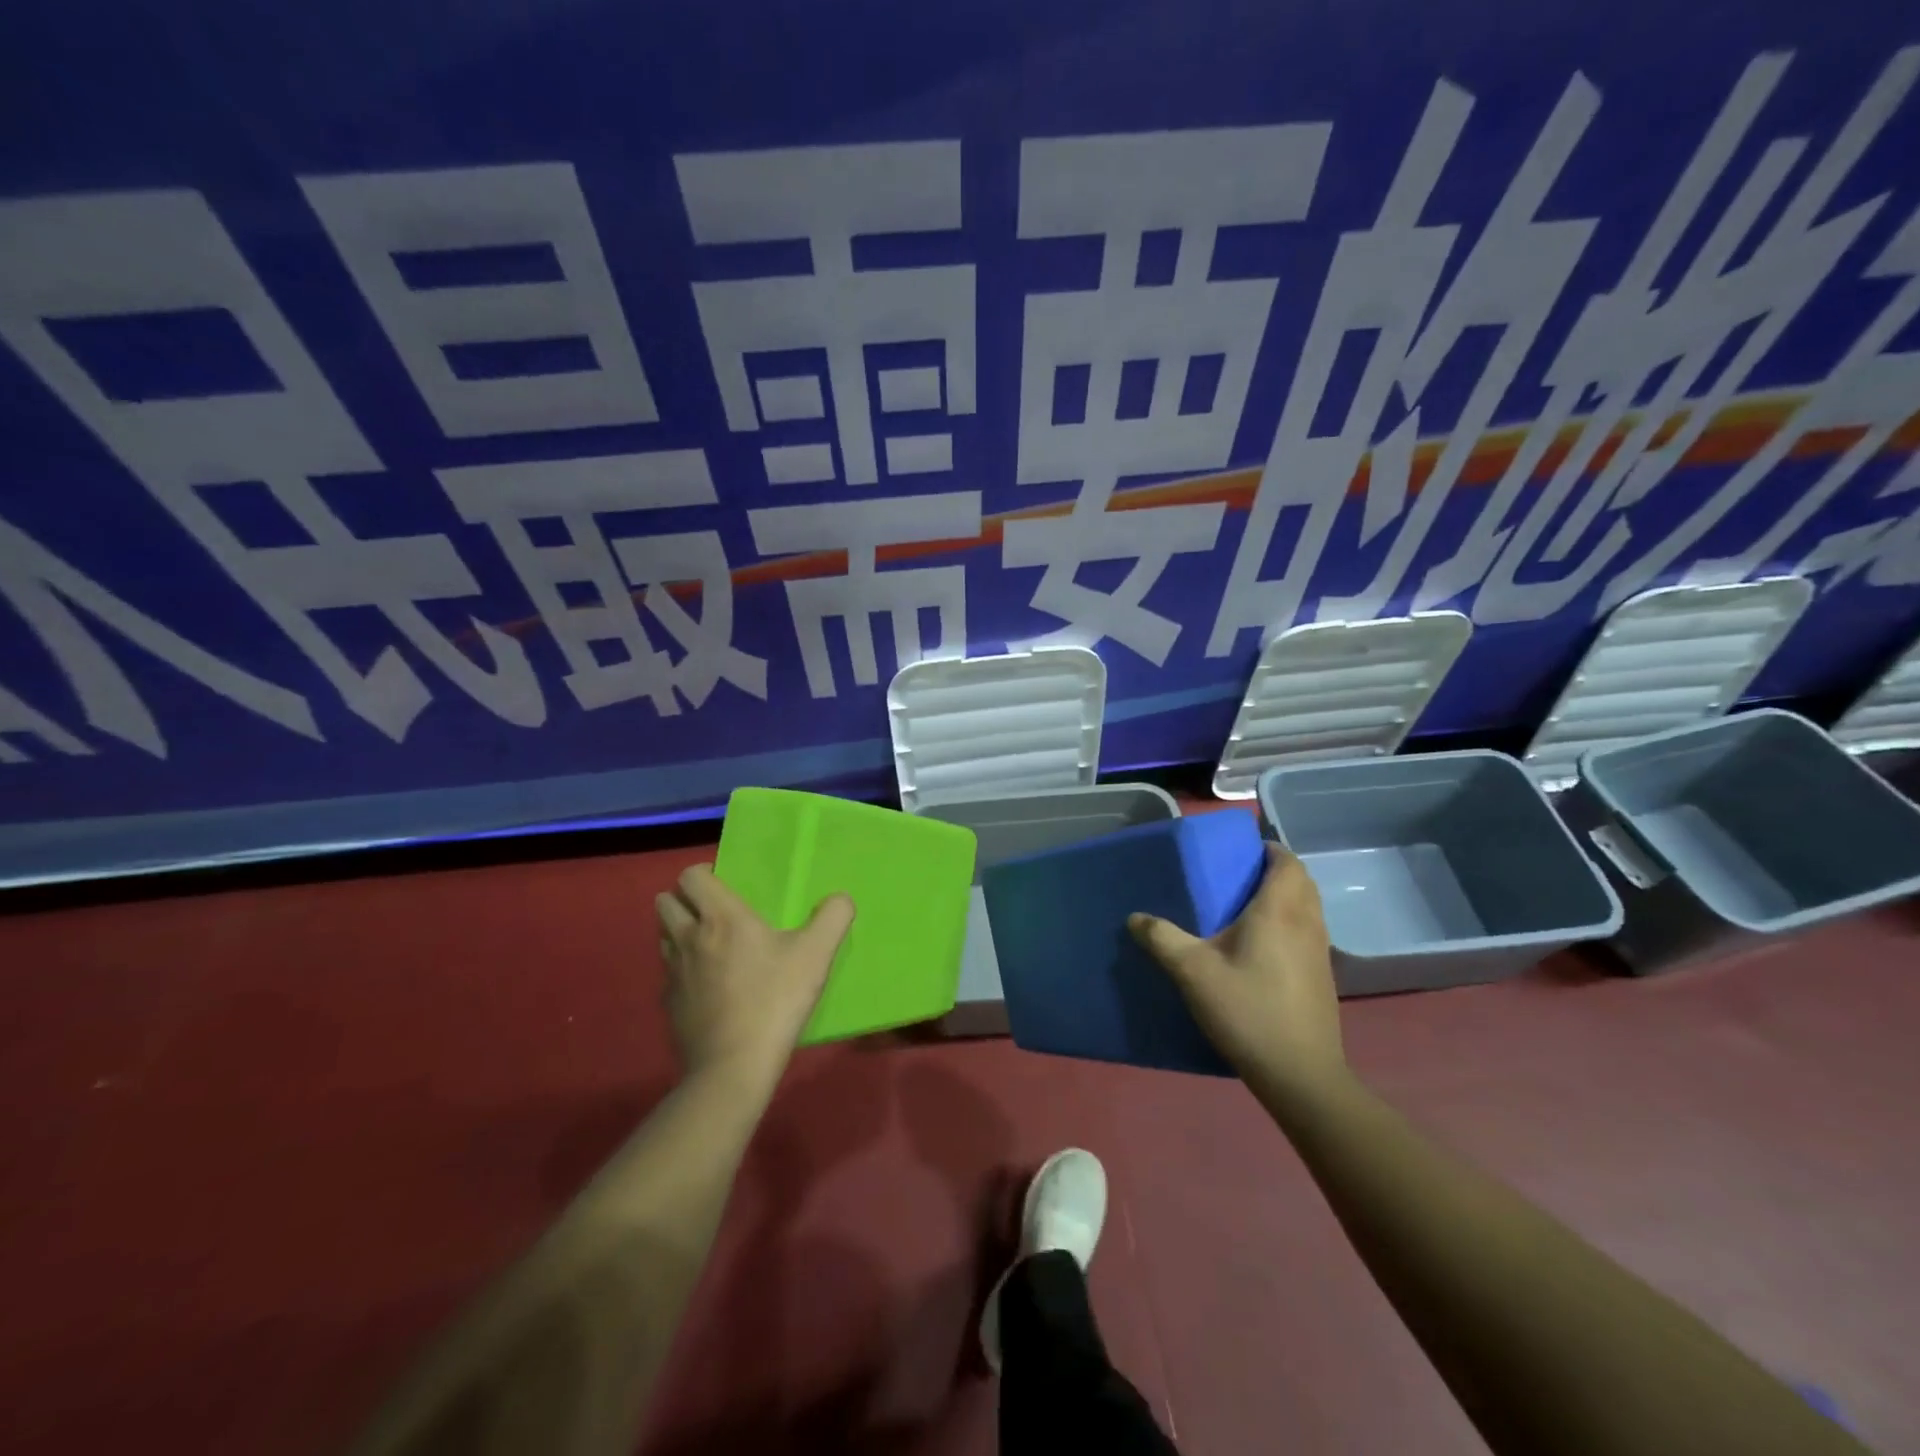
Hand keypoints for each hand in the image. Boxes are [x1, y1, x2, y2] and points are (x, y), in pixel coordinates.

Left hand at [656, 864, 854, 1092]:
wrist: (733, 1067)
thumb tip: (840, 898)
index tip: (726, 886)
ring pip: (663, 936)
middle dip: (684, 900)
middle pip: (665, 902)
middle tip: (715, 914)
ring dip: (679, 932)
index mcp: (721, 918)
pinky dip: (682, 971)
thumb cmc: (775, 1001)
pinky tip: (707, 987)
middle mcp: (689, 938)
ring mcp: (673, 973)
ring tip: (709, 946)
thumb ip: (833, 917)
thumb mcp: (816, 955)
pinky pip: (669, 974)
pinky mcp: (668, 1004)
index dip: (704, 874)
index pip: (691, 876)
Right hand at [1128, 843, 1347, 1109]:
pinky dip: (1290, 924)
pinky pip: (1308, 933)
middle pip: (1301, 881)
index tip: (1240, 851)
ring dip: (1285, 898)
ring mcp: (1320, 952)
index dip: (1268, 850)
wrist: (1300, 1074)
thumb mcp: (1192, 971)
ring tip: (1246, 909)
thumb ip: (1162, 938)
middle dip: (1275, 871)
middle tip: (1237, 876)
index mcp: (1280, 911)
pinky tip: (1261, 948)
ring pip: (1308, 908)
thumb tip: (1134, 917)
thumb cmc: (1247, 1010)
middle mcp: (1307, 923)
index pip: (1287, 861)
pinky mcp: (1322, 978)